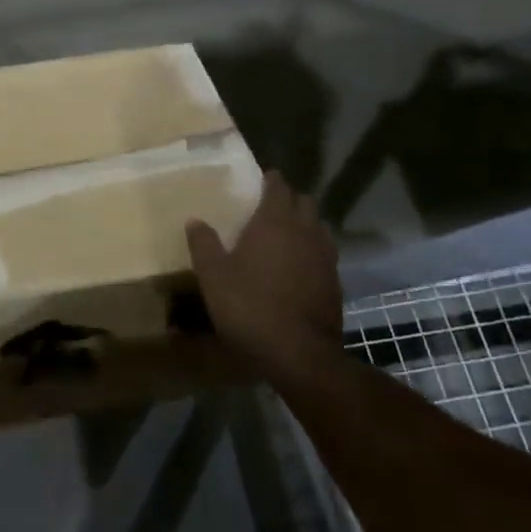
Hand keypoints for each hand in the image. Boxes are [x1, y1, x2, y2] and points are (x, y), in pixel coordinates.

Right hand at [186, 172, 342, 378]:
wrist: (299, 354)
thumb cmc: (250, 306)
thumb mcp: (213, 275)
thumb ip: (203, 244)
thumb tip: (195, 220)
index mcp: (275, 222)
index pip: (279, 188)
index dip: (272, 180)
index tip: (263, 178)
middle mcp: (305, 232)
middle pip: (305, 203)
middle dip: (291, 199)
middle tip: (272, 205)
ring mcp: (325, 258)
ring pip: (319, 228)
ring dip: (306, 224)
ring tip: (288, 234)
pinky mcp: (336, 284)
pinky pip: (326, 255)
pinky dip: (314, 252)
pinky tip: (300, 267)